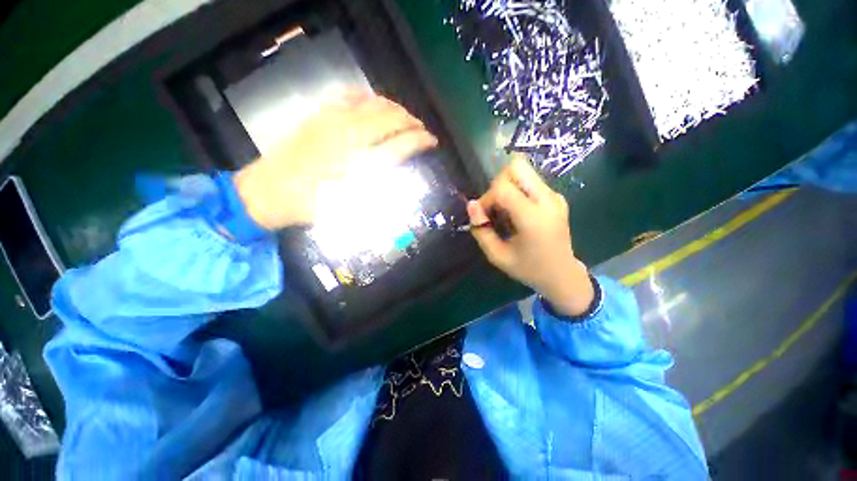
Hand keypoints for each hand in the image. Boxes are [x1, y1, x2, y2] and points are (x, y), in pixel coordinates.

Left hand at [234, 92, 436, 228]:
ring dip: (395, 108)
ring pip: (374, 103)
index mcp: (361, 163)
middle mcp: (351, 136)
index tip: (432, 141)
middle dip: (412, 121)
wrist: (270, 191)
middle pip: (392, 118)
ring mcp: (333, 120)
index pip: (402, 144)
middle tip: (421, 130)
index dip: (421, 140)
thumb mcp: (352, 210)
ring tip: (404, 118)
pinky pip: (351, 96)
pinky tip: (374, 105)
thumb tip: (402, 179)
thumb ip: (380, 194)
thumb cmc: (314, 206)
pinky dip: (369, 98)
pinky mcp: (320, 114)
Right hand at [467, 156, 593, 316]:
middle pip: (516, 167)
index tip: (484, 216)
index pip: (502, 188)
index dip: (487, 198)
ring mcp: (555, 196)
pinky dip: (518, 190)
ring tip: (506, 210)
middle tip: (496, 207)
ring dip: (508, 186)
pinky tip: (518, 212)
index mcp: (532, 218)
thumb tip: (472, 205)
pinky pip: (531, 181)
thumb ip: (481, 231)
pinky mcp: (557, 196)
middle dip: (498, 183)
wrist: (563, 275)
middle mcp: (547, 200)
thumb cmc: (528, 269)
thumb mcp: (497, 256)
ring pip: (524, 170)